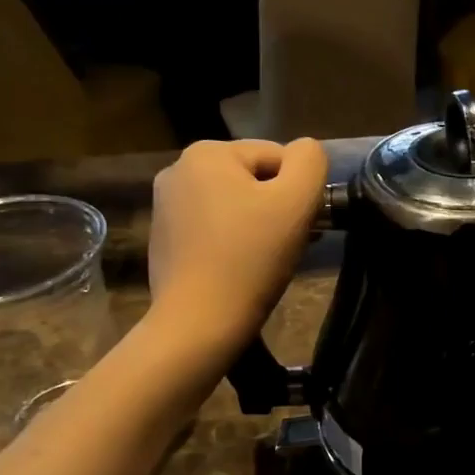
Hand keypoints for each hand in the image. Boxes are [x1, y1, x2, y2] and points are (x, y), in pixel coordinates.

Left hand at [146, 138, 328, 355]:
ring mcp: (165, 207)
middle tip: (291, 246)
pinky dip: (234, 244)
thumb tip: (305, 153)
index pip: (278, 157)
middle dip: (278, 208)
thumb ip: (310, 162)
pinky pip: (214, 230)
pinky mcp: (163, 241)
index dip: (300, 191)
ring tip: (268, 261)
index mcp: (207, 152)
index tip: (305, 227)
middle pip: (254, 180)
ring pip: (234, 206)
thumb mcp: (296, 202)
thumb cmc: (251, 258)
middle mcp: (178, 170)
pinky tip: (241, 271)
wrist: (199, 322)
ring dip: (259, 226)